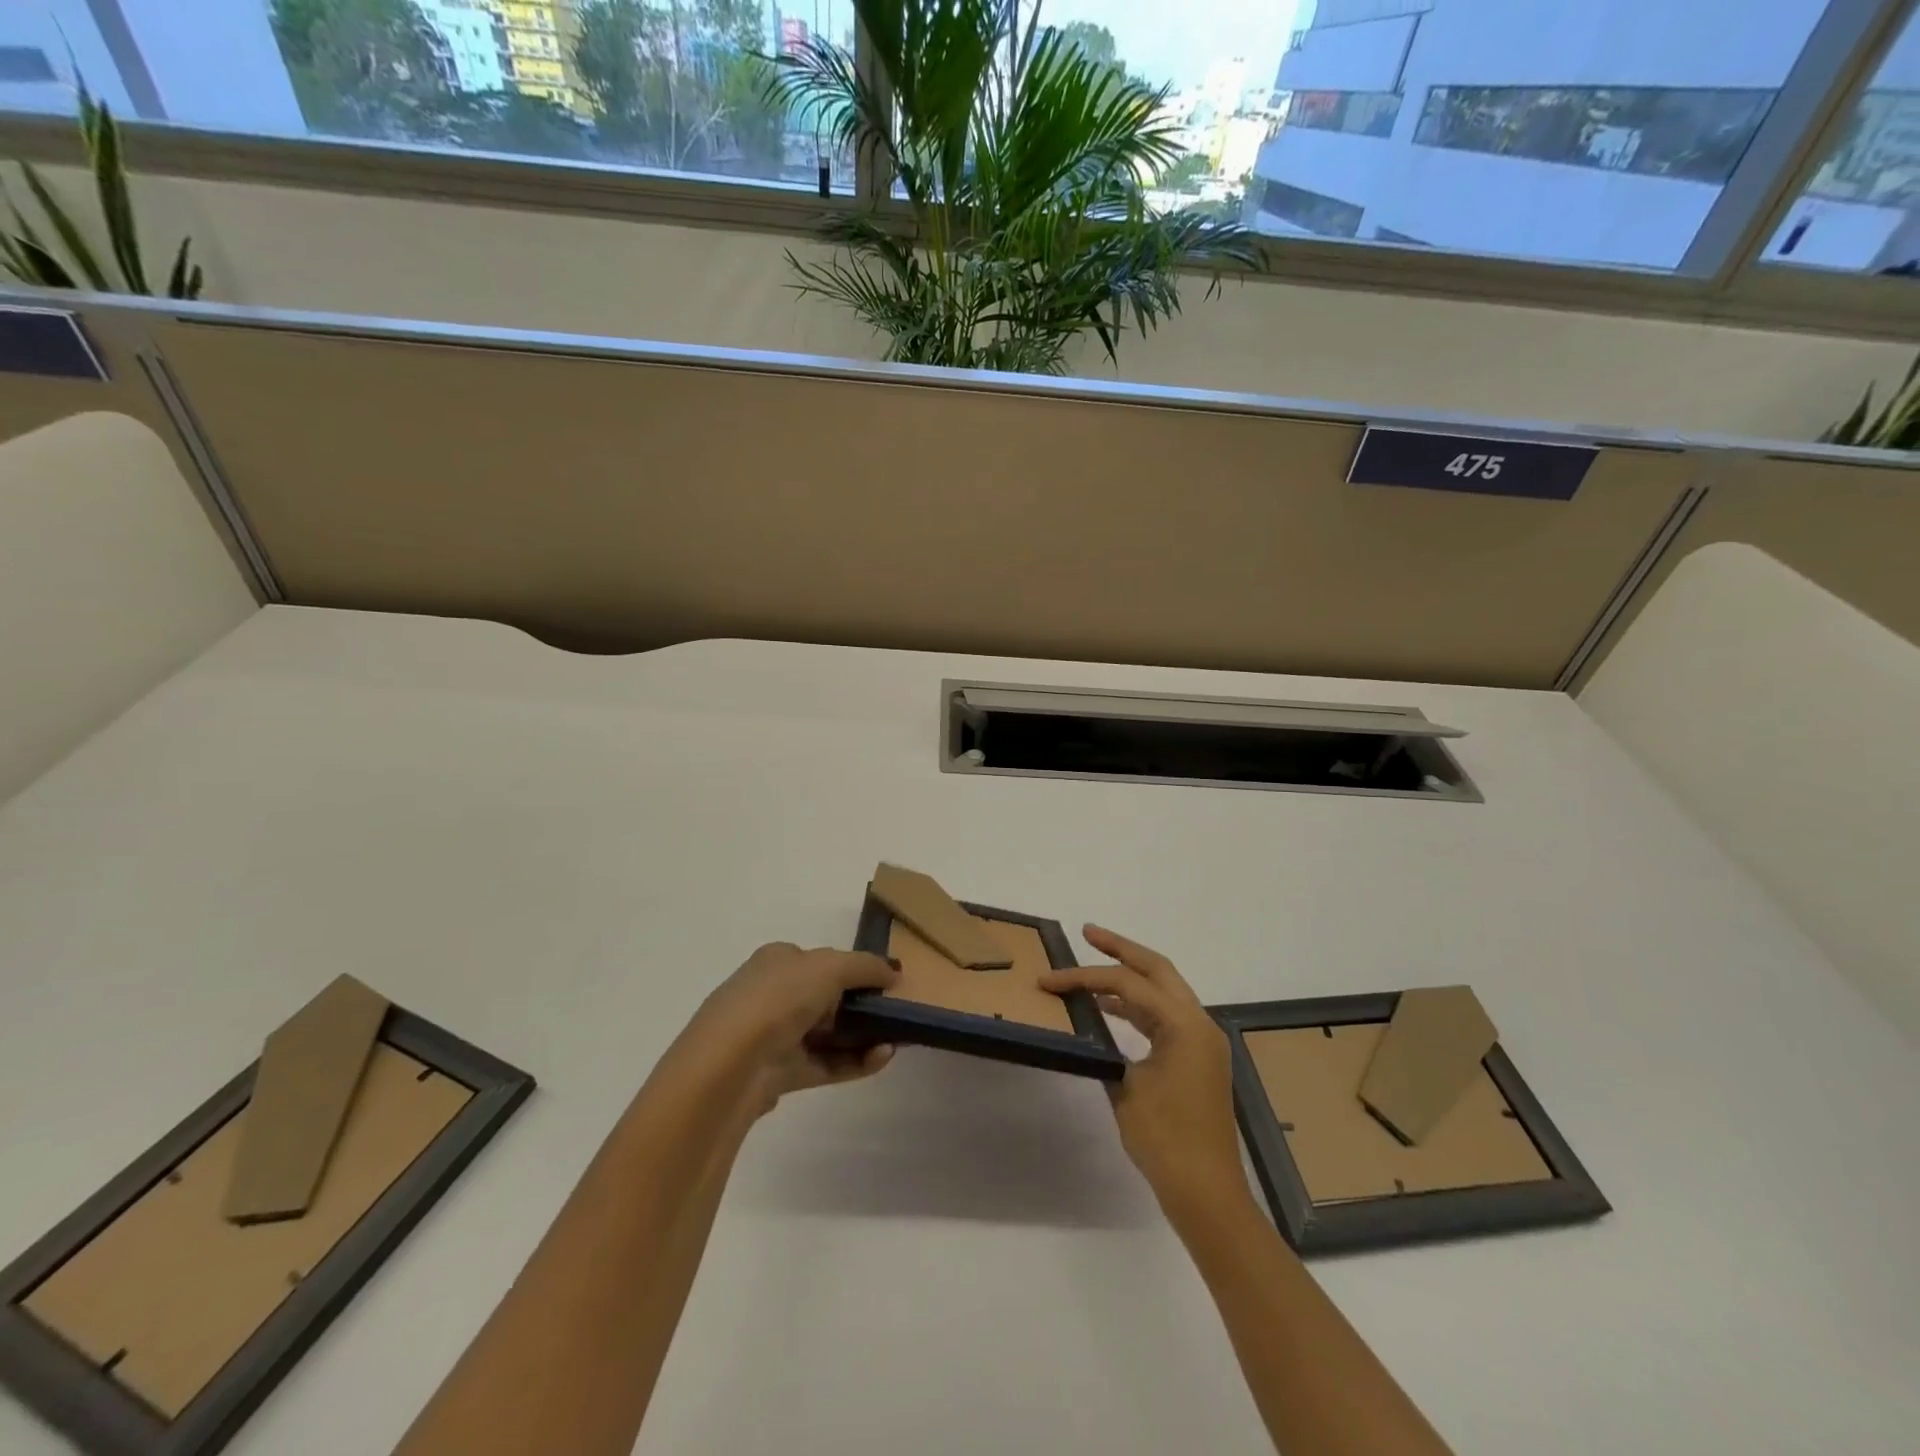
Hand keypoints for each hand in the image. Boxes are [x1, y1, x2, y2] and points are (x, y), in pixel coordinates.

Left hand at [688, 942, 900, 1118]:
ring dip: (863, 1035)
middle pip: (827, 997)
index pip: (822, 960)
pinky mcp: (782, 1073)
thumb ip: (865, 966)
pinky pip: (826, 1063)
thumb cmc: (778, 999)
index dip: (854, 968)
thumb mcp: (829, 967)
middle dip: (862, 1004)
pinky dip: (855, 1061)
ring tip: (897, 1039)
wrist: (730, 1065)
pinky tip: (882, 1057)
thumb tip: (894, 972)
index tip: (887, 981)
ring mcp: (776, 1036)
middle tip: (896, 1012)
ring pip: (829, 1033)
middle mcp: (774, 994)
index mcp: (778, 960)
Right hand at [1040, 926, 1245, 1221]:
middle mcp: (1199, 1023)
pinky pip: (1165, 1018)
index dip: (1085, 977)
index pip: (1128, 984)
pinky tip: (1109, 1009)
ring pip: (1163, 992)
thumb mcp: (1125, 1089)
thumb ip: (1105, 1049)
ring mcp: (1201, 1041)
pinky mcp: (1197, 1059)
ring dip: (1129, 977)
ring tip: (1092, 969)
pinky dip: (1137, 1007)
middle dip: (1121, 949)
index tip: (1049, 980)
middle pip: (1157, 969)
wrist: (1206, 1193)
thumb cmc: (1166, 1141)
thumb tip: (1088, 1031)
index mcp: (1185, 1024)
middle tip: (1088, 933)